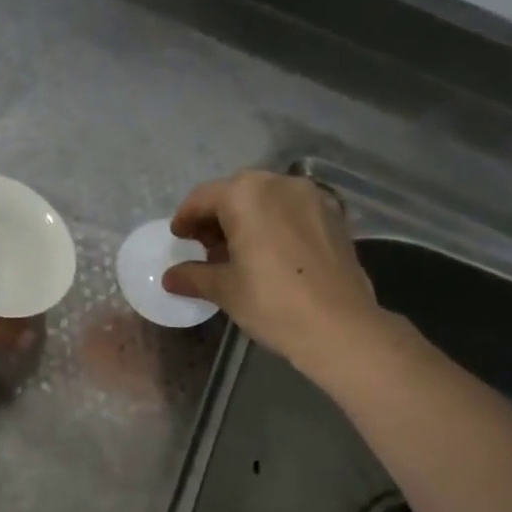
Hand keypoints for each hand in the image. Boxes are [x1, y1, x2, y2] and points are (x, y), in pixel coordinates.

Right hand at [164, 170, 382, 372]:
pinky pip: (293, 210)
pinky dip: (275, 223)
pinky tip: (271, 253)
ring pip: (267, 199)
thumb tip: (170, 277)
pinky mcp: (334, 215)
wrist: (340, 327)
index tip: (179, 238)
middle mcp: (279, 184)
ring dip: (247, 218)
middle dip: (217, 216)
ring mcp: (312, 196)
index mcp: (246, 194)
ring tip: (238, 252)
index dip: (185, 218)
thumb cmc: (272, 302)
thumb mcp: (224, 290)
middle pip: (236, 193)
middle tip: (205, 247)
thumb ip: (194, 276)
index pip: (203, 197)